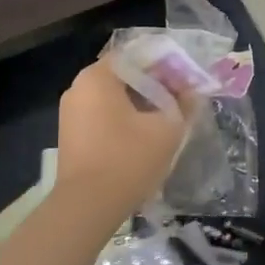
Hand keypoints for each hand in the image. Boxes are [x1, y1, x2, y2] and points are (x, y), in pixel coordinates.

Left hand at [56, 59, 193, 215]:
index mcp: (97, 76)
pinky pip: (102, 115)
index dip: (166, 66)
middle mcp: (79, 87)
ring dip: (140, 103)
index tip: (186, 82)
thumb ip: (183, 104)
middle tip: (180, 100)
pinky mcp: (71, 135)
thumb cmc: (127, 160)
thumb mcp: (166, 129)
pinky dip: (124, 119)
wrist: (86, 208)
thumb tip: (193, 93)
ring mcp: (71, 112)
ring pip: (114, 97)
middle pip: (124, 75)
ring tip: (166, 119)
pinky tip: (143, 136)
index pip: (137, 56)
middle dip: (154, 85)